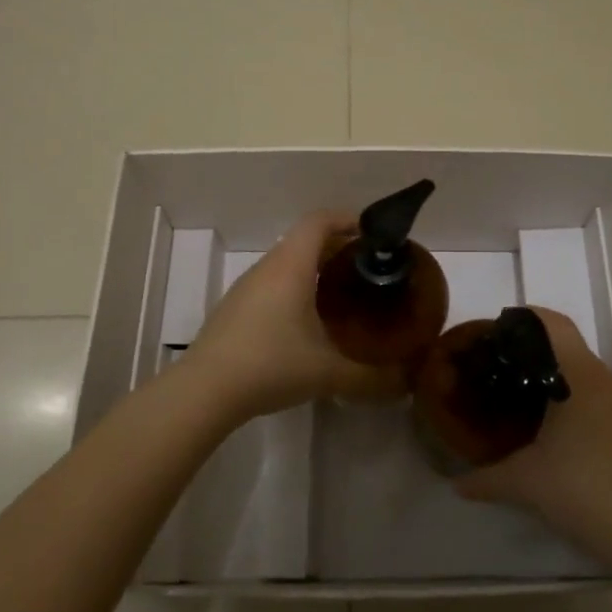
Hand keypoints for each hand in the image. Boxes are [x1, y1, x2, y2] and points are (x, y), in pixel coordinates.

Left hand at [182, 211, 406, 422]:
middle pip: (305, 240)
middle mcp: (267, 267)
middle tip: (369, 270)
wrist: (205, 391)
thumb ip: (372, 378)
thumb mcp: (329, 373)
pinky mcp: (235, 309)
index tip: (374, 236)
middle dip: (339, 248)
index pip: (320, 221)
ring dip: (315, 269)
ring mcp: (246, 288)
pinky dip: (296, 288)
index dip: (348, 220)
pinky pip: (272, 283)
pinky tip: (308, 322)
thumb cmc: (271, 365)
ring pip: (286, 263)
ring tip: (344, 295)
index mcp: (291, 266)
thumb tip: (406, 383)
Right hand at [456, 307, 611, 555]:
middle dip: (531, 351)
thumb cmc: (582, 489)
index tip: (497, 330)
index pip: (554, 324)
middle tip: (498, 367)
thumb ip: (485, 478)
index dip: (526, 317)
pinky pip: (595, 398)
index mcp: (579, 376)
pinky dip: (570, 400)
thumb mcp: (524, 482)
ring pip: (583, 375)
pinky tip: (551, 430)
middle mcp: (604, 381)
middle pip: (566, 347)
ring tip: (519, 396)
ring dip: (553, 378)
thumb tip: (455, 484)